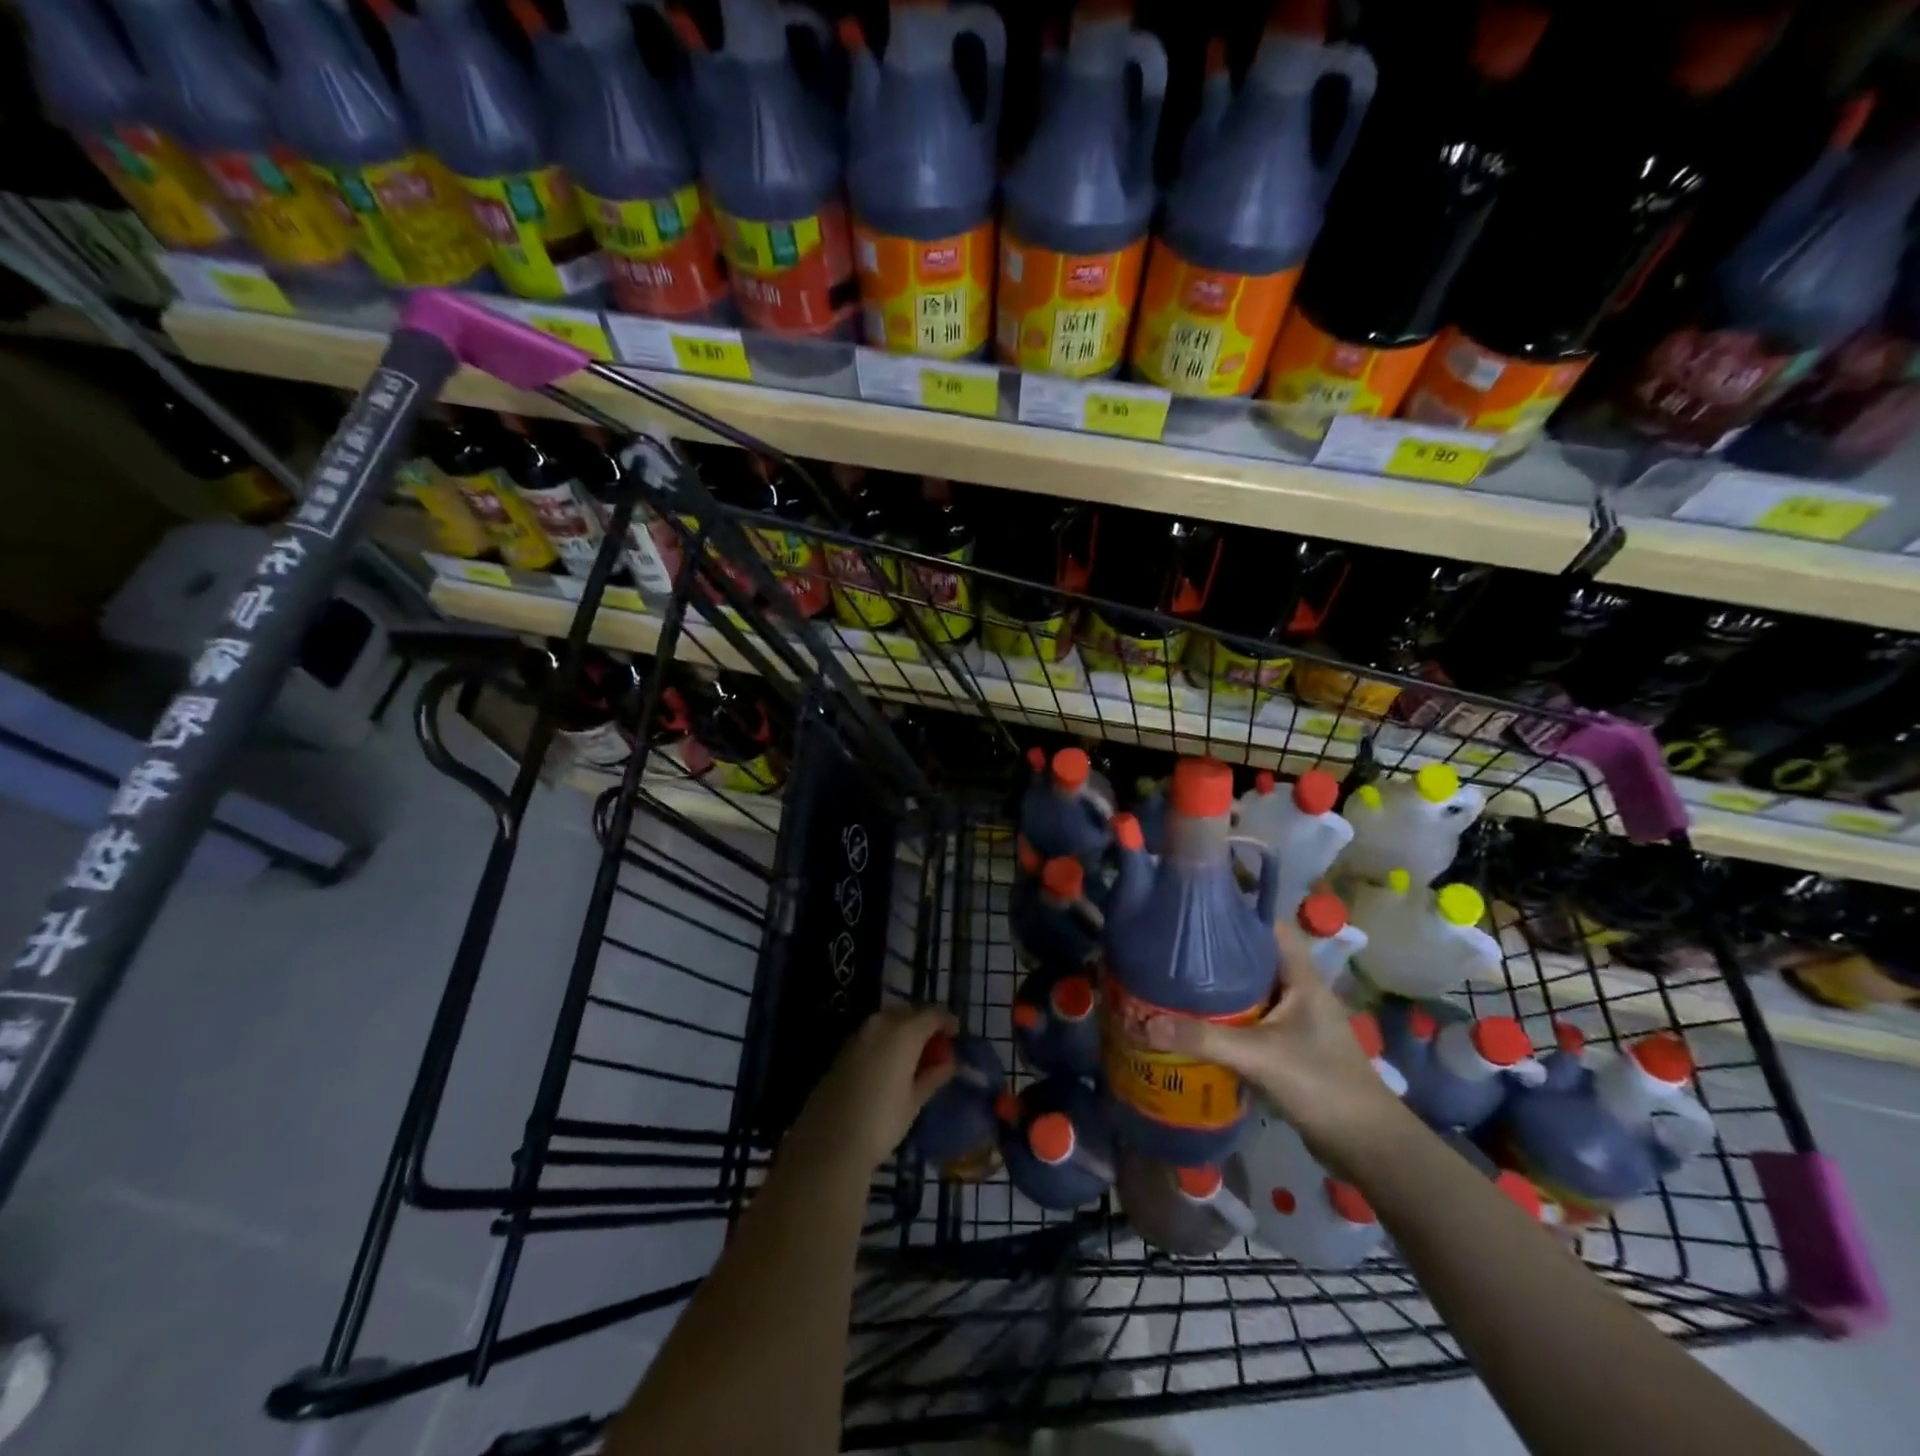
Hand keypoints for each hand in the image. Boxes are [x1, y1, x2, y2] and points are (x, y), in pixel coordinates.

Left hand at [786, 1004, 957, 1175]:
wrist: (829, 1143)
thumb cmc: (881, 1122)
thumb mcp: (914, 1102)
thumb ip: (933, 1076)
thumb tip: (949, 1062)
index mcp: (903, 1032)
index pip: (932, 1014)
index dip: (947, 1021)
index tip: (956, 1034)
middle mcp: (880, 1024)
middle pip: (908, 1012)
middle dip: (924, 1023)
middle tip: (935, 1046)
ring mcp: (858, 1035)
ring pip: (888, 1020)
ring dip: (903, 1030)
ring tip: (914, 1056)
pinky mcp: (842, 1050)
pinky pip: (872, 1034)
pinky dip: (885, 1040)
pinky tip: (889, 1064)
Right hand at [1144, 922, 1408, 1168]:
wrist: (1367, 1146)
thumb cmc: (1322, 1084)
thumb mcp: (1259, 1056)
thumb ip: (1203, 1039)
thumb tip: (1144, 1023)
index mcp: (1301, 977)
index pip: (1268, 928)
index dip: (1236, 915)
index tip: (1195, 913)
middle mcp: (1298, 991)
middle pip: (1253, 959)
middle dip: (1216, 954)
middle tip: (1172, 950)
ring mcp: (1294, 1021)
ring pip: (1249, 992)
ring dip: (1218, 990)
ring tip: (1174, 982)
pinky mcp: (1287, 1047)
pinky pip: (1249, 1021)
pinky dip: (1225, 1020)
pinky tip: (1195, 1025)